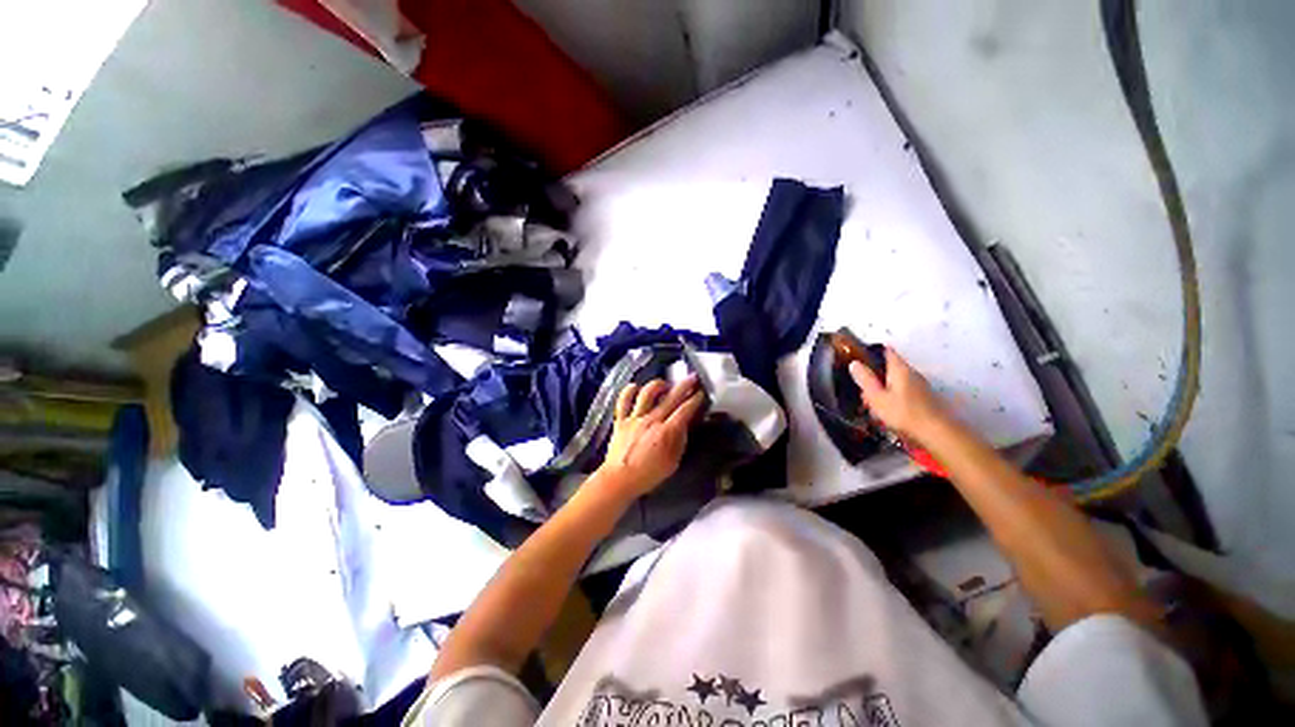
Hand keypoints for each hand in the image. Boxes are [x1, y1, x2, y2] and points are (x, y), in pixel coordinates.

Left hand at [598, 376, 705, 498]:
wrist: (619, 479)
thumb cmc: (648, 475)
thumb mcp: (672, 463)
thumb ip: (679, 441)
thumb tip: (684, 424)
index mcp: (666, 432)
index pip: (684, 411)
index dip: (695, 400)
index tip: (701, 392)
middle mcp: (651, 420)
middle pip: (670, 398)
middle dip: (684, 386)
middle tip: (692, 378)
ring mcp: (634, 418)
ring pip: (647, 393)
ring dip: (658, 385)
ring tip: (664, 384)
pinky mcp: (621, 420)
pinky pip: (623, 401)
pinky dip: (628, 391)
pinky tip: (634, 386)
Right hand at [849, 347, 947, 441]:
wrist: (938, 434)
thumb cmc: (904, 413)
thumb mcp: (877, 397)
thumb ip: (865, 379)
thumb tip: (854, 362)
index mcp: (899, 369)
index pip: (887, 351)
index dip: (873, 351)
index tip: (860, 356)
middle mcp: (912, 373)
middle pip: (890, 369)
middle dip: (875, 378)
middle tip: (863, 395)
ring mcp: (920, 386)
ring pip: (895, 382)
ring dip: (883, 391)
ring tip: (873, 408)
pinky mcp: (924, 399)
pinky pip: (903, 393)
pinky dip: (892, 398)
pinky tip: (887, 413)